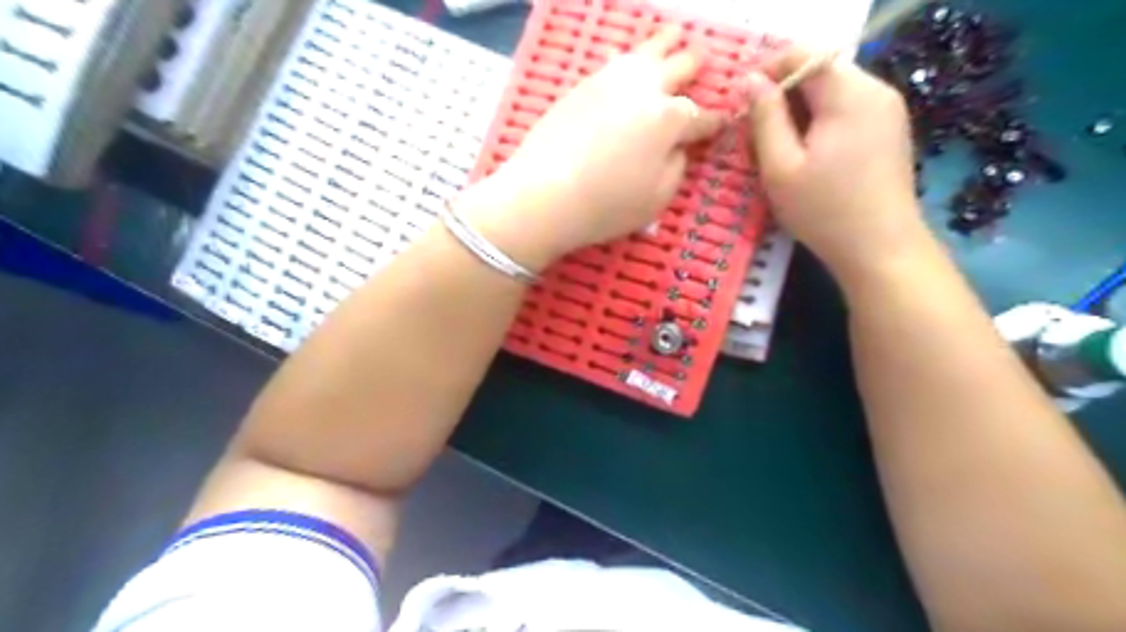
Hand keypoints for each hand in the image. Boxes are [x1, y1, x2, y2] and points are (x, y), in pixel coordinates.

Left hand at [464, 28, 720, 270]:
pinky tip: (626, 56)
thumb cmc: (607, 205)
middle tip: (702, 59)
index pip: (701, 117)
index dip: (714, 121)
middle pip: (678, 67)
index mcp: (670, 119)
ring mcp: (610, 83)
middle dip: (694, 64)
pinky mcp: (581, 86)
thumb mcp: (657, 198)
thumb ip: (676, 167)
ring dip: (664, 43)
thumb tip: (676, 148)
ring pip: (645, 52)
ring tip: (673, 35)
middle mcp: (644, 90)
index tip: (722, 120)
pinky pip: (611, 61)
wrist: (545, 194)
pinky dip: (626, 56)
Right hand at [746, 48, 923, 278]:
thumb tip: (751, 80)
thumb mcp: (780, 167)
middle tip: (757, 138)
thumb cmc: (824, 211)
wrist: (880, 249)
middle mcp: (876, 90)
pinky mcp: (889, 130)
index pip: (805, 54)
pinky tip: (808, 159)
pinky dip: (820, 124)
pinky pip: (846, 111)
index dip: (769, 70)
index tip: (744, 104)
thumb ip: (764, 118)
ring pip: (831, 93)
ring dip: (799, 114)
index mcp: (849, 94)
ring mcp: (887, 110)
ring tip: (779, 153)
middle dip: (783, 98)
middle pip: (819, 73)